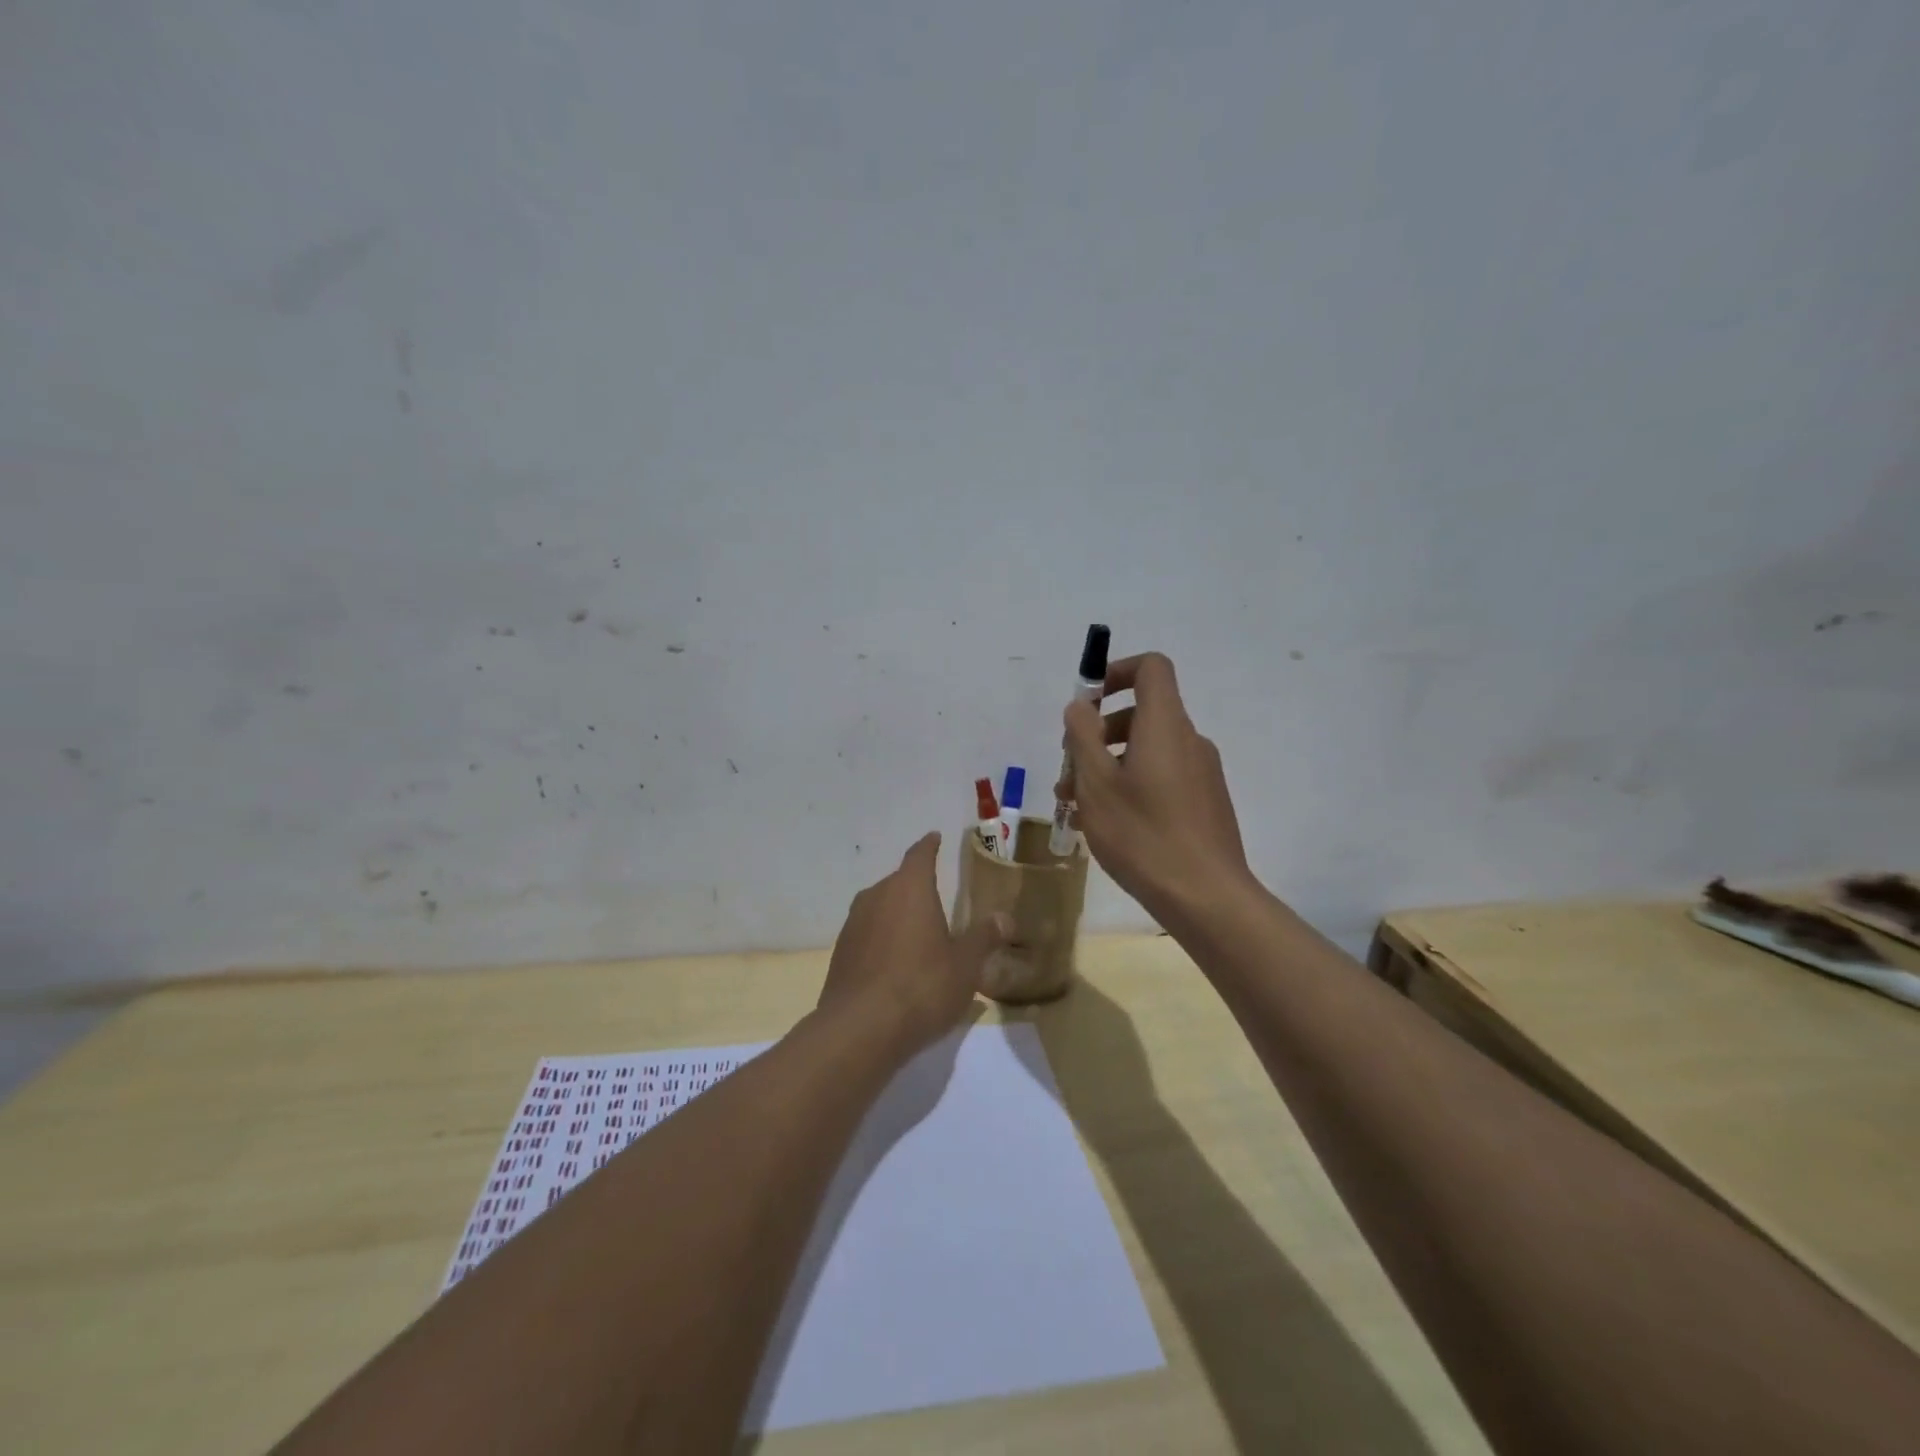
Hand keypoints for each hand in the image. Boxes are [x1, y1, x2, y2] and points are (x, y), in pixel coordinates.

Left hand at [818, 833, 1009, 1051]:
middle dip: (916, 886)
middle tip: (936, 898)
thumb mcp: (965, 965)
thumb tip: (1005, 917)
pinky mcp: (840, 953)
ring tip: (917, 933)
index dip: (929, 846)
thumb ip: (984, 937)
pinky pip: (868, 934)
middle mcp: (877, 896)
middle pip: (898, 881)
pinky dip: (882, 939)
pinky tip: (895, 964)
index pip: (920, 855)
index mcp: (909, 888)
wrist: (859, 1030)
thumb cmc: (921, 987)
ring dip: (897, 914)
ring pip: (880, 907)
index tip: (935, 837)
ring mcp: (853, 924)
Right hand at [1059, 652, 1253, 921]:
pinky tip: (1107, 823)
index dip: (1116, 672)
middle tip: (1069, 768)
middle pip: (1142, 713)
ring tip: (1075, 803)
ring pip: (1147, 750)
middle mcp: (1189, 740)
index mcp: (1165, 725)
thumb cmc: (1142, 834)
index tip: (1087, 703)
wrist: (1206, 897)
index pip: (1151, 668)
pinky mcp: (1205, 802)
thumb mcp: (1096, 783)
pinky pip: (1162, 776)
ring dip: (1109, 764)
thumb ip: (1082, 736)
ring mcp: (1201, 773)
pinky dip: (1131, 784)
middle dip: (1099, 732)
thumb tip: (1080, 706)